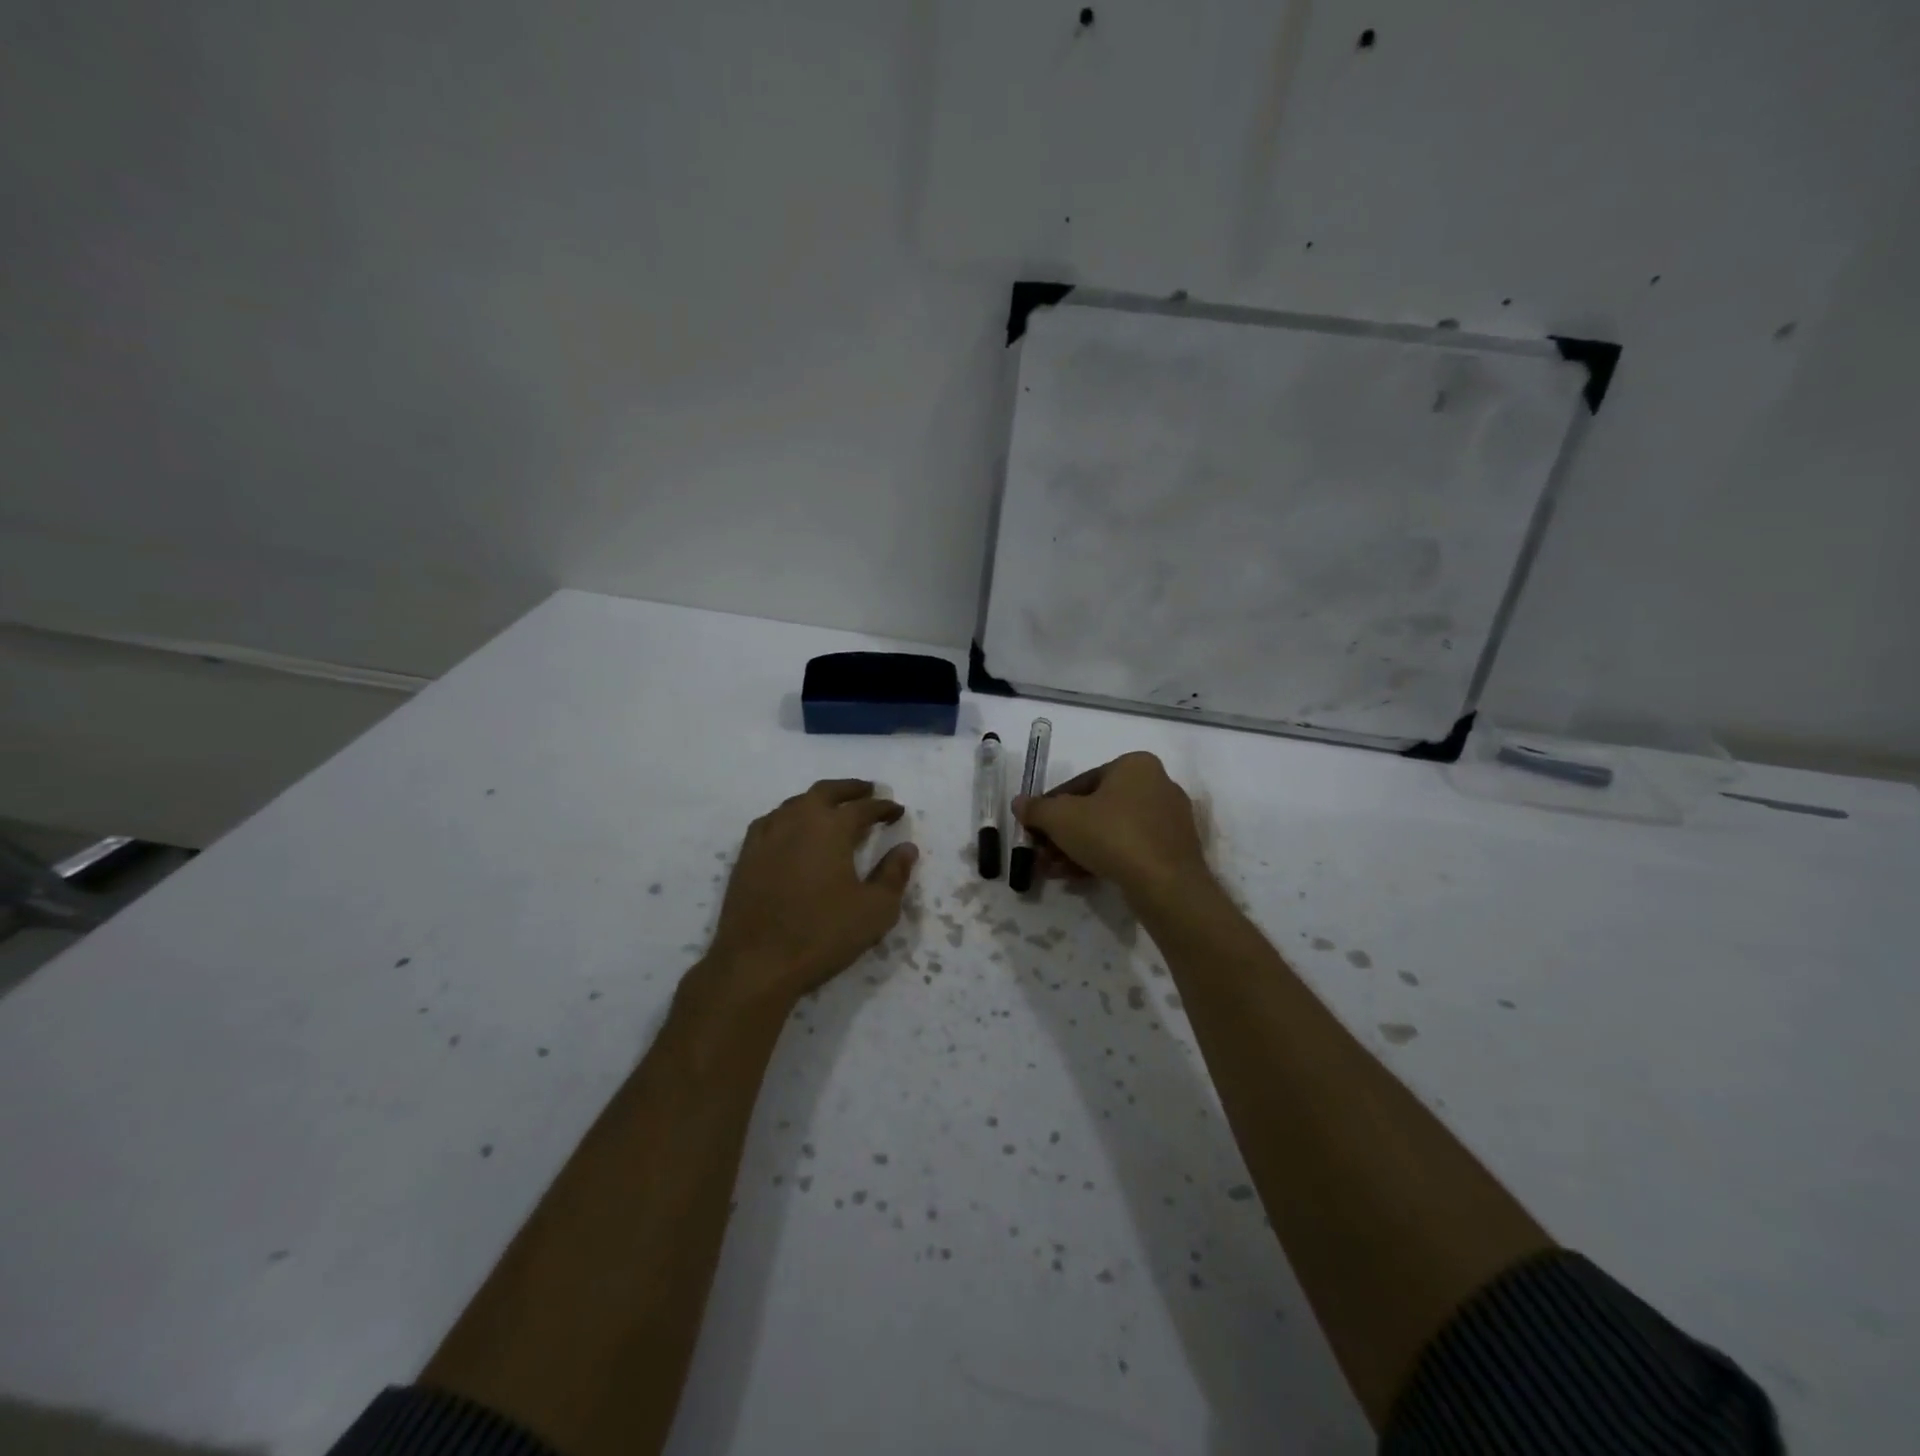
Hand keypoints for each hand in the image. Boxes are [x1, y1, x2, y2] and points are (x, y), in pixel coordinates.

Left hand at [694, 779, 917, 1013]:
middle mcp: (798, 821)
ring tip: (832, 808)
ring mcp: (767, 836)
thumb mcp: (875, 910)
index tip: (897, 810)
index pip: (863, 808)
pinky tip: (791, 829)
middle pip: (825, 792)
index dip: (883, 807)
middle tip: (867, 790)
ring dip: (818, 800)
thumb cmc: (823, 935)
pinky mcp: (746, 855)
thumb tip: (906, 848)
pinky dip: (789, 816)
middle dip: (849, 789)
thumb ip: (894, 875)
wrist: (756, 963)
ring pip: (795, 803)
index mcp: (831, 828)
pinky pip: (771, 821)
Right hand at [1013, 752, 1211, 905]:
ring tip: (1054, 871)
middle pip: (1096, 809)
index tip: (1034, 828)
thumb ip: (1037, 809)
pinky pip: (1130, 849)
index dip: (1051, 807)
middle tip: (1041, 854)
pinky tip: (1077, 879)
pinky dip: (1103, 859)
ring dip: (1078, 849)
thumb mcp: (1061, 818)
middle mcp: (1157, 785)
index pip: (1081, 782)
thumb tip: (1019, 803)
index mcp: (1135, 765)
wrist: (1166, 885)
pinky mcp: (1174, 851)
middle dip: (1064, 834)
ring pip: (1111, 831)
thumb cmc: (1112, 835)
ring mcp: (1169, 820)